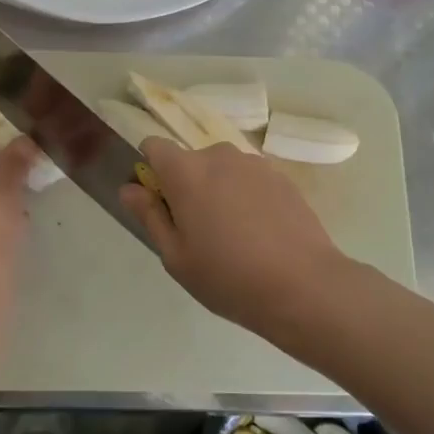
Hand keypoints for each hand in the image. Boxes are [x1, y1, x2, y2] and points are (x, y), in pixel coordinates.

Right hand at [120, 139, 345, 338]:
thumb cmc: (228, 276)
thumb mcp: (176, 256)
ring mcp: (256, 164)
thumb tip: (129, 188)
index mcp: (186, 172)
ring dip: (219, 191)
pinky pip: (251, 180)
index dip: (150, 170)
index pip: (154, 147)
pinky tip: (260, 234)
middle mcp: (220, 156)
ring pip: (223, 170)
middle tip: (198, 231)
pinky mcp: (283, 178)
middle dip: (187, 186)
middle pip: (191, 161)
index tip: (159, 203)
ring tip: (234, 235)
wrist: (304, 286)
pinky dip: (247, 198)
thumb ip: (149, 215)